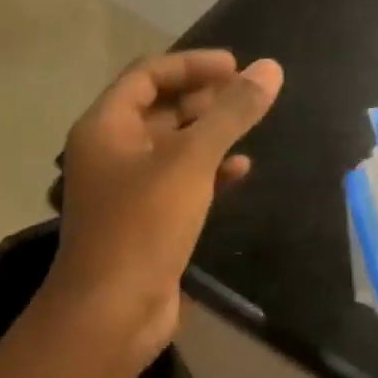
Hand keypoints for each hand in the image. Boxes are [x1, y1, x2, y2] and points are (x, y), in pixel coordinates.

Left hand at [47, 50, 281, 361]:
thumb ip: (232, 113)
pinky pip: (183, 178)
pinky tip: (242, 169)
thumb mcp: (192, 160)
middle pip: (160, 107)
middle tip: (248, 94)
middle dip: (204, 96)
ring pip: (174, 144)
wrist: (113, 312)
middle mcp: (113, 150)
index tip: (237, 66)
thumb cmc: (144, 224)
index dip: (192, 65)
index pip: (148, 75)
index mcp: (107, 127)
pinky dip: (211, 168)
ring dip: (211, 131)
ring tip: (251, 124)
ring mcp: (129, 186)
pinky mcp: (149, 217)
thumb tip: (270, 68)